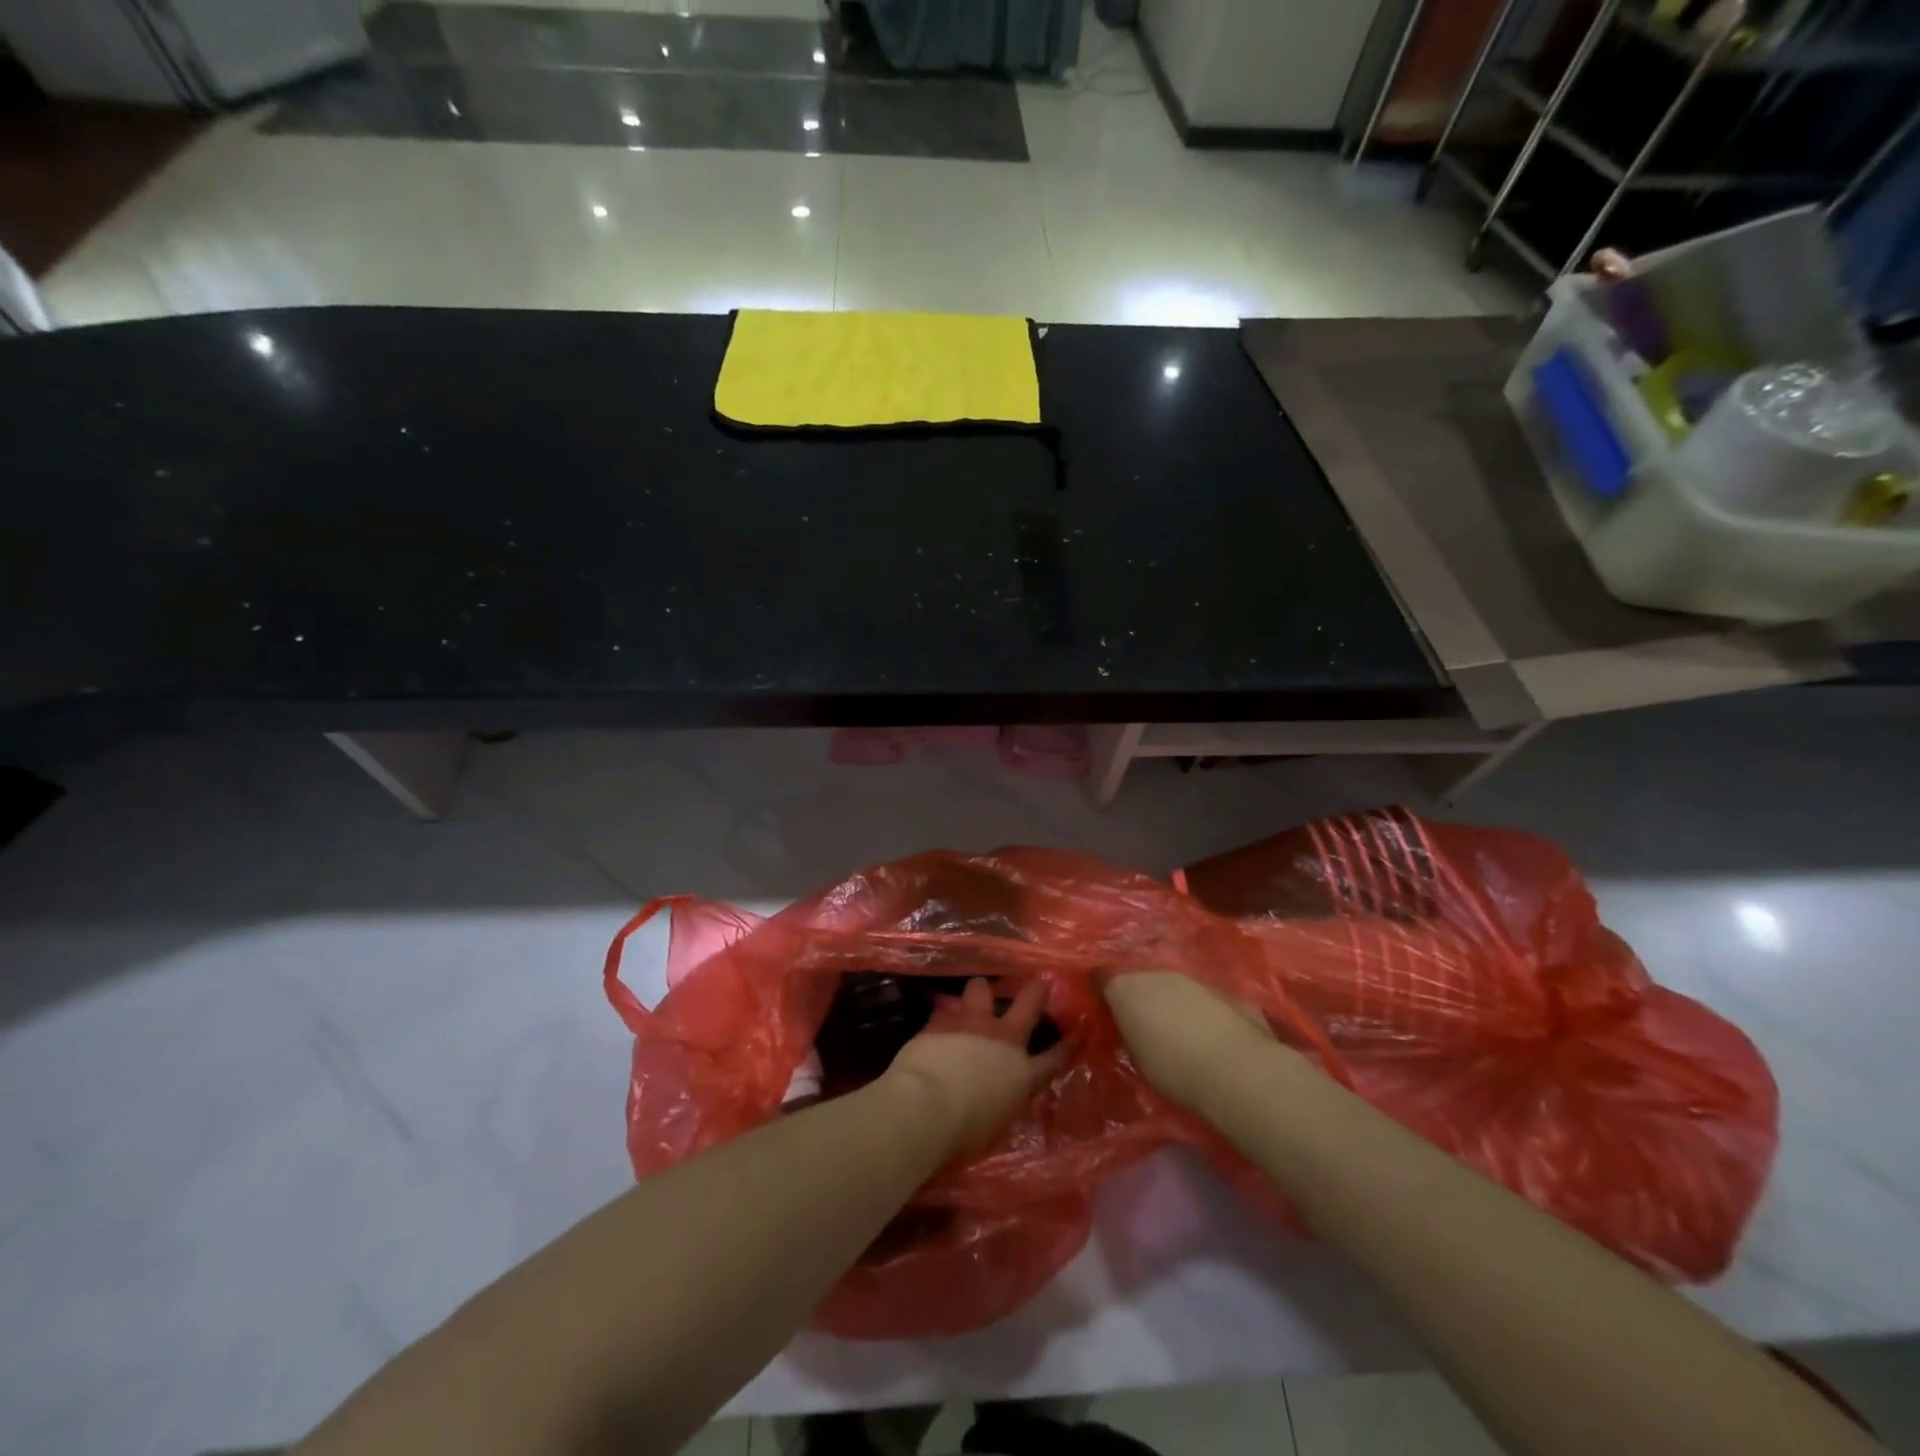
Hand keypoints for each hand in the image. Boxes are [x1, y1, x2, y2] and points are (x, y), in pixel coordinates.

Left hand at [884, 979, 1067, 1159]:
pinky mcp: (942, 1019)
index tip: (1078, 1032)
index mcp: (1022, 1074)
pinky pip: (946, 1009)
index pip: (1053, 1058)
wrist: (926, 1105)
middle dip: (1035, 991)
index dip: (1067, 1045)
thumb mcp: (995, 1125)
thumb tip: (998, 1098)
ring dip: (980, 992)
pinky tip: (939, 1020)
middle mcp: (1002, 1039)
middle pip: (1028, 1003)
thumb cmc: (964, 1132)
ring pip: (981, 989)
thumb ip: (1001, 1104)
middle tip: (1037, 984)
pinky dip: (945, 1015)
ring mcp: (972, 1023)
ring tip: (976, 995)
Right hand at [1101, 971, 1273, 1112]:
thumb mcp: (1137, 1056)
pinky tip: (1207, 1032)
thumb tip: (1131, 1026)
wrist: (1237, 1069)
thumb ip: (1130, 1032)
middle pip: (1140, 977)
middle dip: (1139, 994)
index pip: (1102, 977)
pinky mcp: (1223, 989)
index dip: (1101, 990)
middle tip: (1141, 1020)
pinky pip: (1202, 996)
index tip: (1103, 1006)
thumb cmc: (1174, 1069)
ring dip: (1170, 999)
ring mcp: (1192, 977)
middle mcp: (1156, 973)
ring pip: (1172, 983)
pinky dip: (1199, 1008)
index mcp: (1127, 988)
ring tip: (1176, 1027)